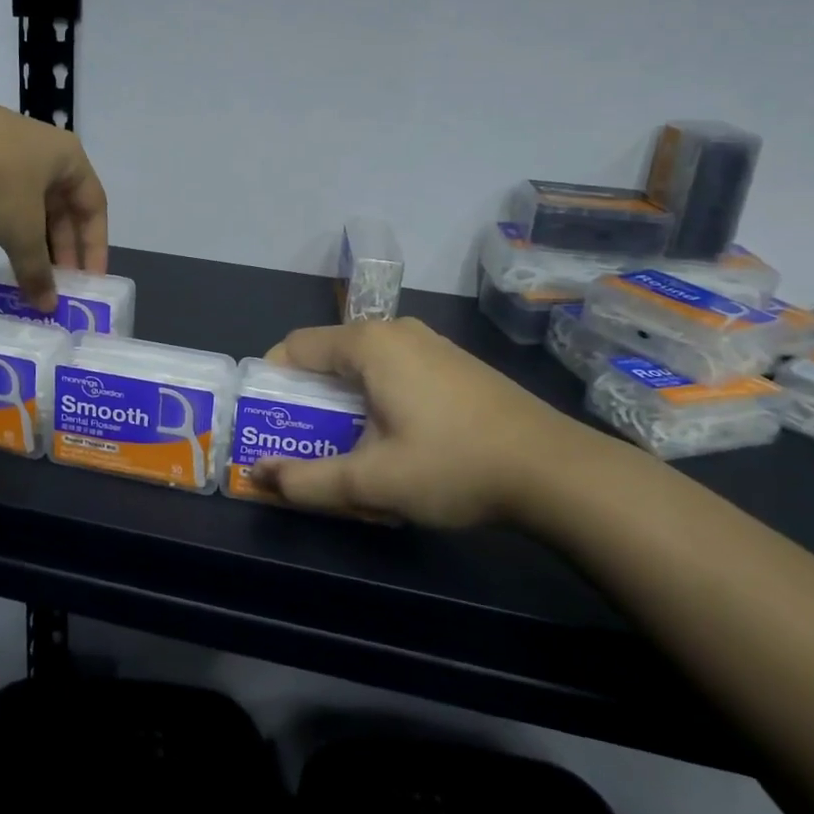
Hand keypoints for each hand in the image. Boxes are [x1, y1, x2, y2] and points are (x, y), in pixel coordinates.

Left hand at [0, 92, 108, 310]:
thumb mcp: (22, 232)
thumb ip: (37, 270)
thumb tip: (48, 307)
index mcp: (68, 159)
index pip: (94, 208)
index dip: (94, 248)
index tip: (89, 283)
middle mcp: (39, 149)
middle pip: (57, 207)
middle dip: (55, 249)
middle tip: (53, 283)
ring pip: (19, 203)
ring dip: (19, 239)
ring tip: (17, 272)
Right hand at [251, 318, 604, 528]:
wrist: (555, 470)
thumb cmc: (453, 466)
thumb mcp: (372, 482)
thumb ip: (306, 480)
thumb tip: (258, 475)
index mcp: (369, 344)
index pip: (294, 347)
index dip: (272, 385)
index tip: (270, 425)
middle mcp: (396, 331)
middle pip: (328, 356)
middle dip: (308, 400)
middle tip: (306, 446)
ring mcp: (430, 344)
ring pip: (363, 367)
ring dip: (344, 404)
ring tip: (350, 451)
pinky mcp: (453, 364)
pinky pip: (394, 372)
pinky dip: (377, 400)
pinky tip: (396, 442)